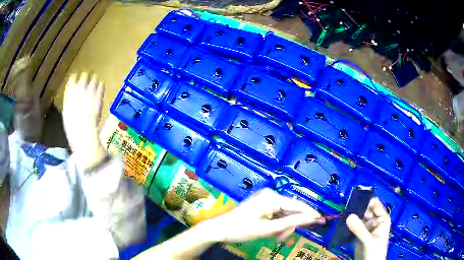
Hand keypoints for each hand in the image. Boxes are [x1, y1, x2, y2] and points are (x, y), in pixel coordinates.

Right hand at [62, 73, 106, 169]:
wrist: (83, 132)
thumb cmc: (72, 128)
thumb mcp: (67, 114)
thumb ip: (69, 103)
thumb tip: (72, 100)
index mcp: (69, 94)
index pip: (71, 80)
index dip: (74, 78)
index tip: (76, 76)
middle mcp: (79, 90)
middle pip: (83, 77)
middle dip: (85, 76)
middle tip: (87, 75)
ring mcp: (89, 92)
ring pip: (93, 79)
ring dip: (94, 79)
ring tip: (95, 78)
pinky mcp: (98, 97)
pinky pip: (100, 86)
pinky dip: (100, 85)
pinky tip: (101, 84)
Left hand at [203, 188, 324, 242]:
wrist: (219, 229)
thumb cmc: (241, 229)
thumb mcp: (268, 229)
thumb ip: (291, 223)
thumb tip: (312, 218)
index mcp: (272, 197)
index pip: (298, 205)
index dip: (311, 214)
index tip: (322, 220)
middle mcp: (271, 194)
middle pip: (291, 210)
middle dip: (290, 225)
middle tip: (282, 238)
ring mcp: (266, 198)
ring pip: (284, 213)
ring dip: (283, 226)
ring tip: (276, 237)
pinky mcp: (262, 204)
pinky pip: (277, 213)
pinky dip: (277, 223)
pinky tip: (273, 231)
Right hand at [346, 198, 390, 259]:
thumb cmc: (375, 251)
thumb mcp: (368, 240)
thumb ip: (359, 229)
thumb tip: (348, 216)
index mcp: (382, 219)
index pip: (375, 204)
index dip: (366, 201)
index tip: (354, 199)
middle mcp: (374, 221)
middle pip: (365, 210)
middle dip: (356, 209)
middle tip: (345, 209)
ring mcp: (366, 228)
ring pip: (358, 218)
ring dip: (351, 217)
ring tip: (342, 215)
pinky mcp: (358, 235)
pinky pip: (353, 227)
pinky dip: (348, 225)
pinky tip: (341, 224)